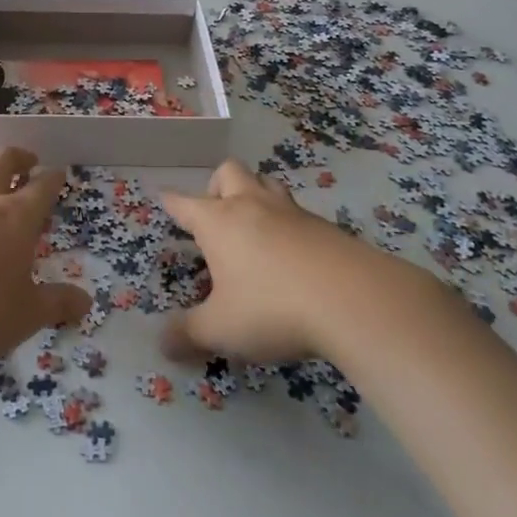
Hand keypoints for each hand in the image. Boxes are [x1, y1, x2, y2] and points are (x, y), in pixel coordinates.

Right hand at [161, 160, 426, 365]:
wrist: (354, 299)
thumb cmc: (272, 308)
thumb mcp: (221, 330)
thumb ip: (188, 335)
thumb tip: (162, 344)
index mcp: (219, 221)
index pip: (184, 203)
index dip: (170, 202)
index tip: (163, 198)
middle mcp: (252, 205)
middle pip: (230, 172)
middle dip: (217, 186)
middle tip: (217, 215)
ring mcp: (292, 212)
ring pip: (268, 183)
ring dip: (257, 195)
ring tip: (256, 227)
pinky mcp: (326, 227)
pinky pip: (298, 213)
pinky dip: (289, 225)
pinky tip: (294, 256)